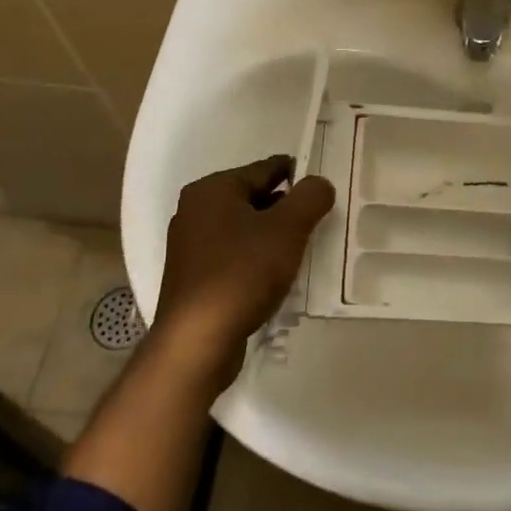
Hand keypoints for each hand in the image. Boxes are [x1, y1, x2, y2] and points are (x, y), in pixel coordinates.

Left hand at [154, 155, 335, 386]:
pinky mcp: (194, 277)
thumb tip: (319, 183)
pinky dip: (256, 257)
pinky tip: (276, 274)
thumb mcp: (287, 229)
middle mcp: (195, 211)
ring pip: (243, 229)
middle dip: (284, 206)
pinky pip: (233, 255)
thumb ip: (309, 198)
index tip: (320, 182)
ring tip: (302, 246)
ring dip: (271, 235)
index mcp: (212, 190)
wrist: (197, 340)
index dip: (295, 173)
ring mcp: (190, 246)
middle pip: (252, 198)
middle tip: (318, 217)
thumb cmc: (242, 272)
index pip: (263, 169)